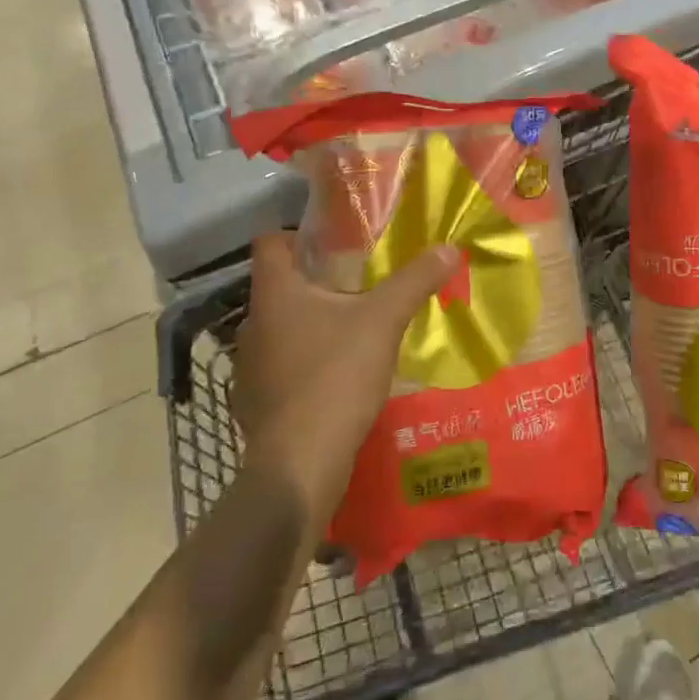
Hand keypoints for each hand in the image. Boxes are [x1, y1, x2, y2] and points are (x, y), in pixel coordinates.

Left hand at [232, 233, 460, 522]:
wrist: (300, 464)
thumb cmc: (336, 376)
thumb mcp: (384, 321)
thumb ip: (415, 282)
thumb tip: (450, 247)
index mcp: (275, 294)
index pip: (270, 243)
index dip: (296, 235)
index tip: (332, 243)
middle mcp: (253, 324)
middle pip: (279, 288)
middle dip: (315, 283)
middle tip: (356, 286)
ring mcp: (248, 367)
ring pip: (280, 329)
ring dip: (309, 325)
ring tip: (350, 333)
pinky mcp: (255, 402)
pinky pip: (280, 367)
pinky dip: (303, 364)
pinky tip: (334, 378)